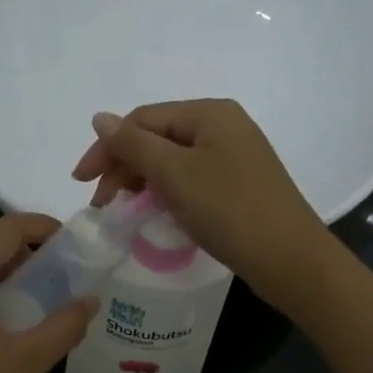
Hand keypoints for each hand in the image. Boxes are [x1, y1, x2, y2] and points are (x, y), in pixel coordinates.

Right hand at [71, 98, 332, 304]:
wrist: (290, 260)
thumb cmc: (229, 210)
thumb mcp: (174, 174)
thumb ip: (133, 145)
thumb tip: (100, 118)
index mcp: (209, 113)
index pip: (143, 119)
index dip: (107, 148)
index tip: (82, 184)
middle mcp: (223, 126)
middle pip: (157, 138)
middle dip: (124, 167)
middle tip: (103, 204)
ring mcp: (233, 156)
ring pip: (172, 161)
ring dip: (142, 182)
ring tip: (125, 210)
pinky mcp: (237, 184)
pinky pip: (190, 179)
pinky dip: (166, 193)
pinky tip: (156, 213)